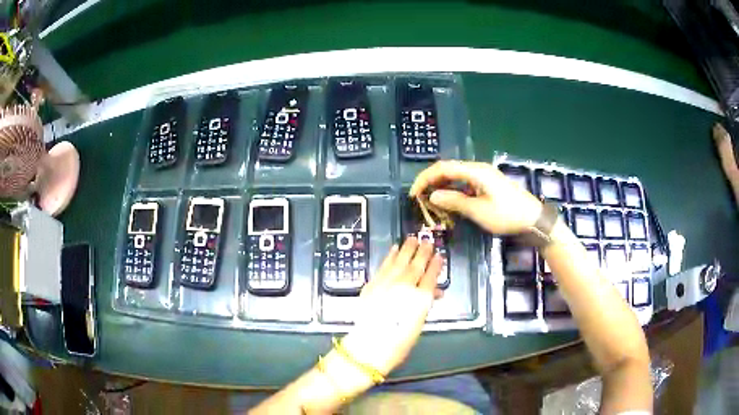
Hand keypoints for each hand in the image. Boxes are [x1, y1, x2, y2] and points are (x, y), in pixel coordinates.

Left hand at [341, 238, 442, 376]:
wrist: (368, 346)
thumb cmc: (397, 343)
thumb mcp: (417, 326)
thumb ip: (424, 305)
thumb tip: (432, 293)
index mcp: (419, 300)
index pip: (430, 277)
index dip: (435, 265)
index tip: (439, 256)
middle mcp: (404, 288)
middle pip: (416, 266)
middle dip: (422, 252)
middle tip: (427, 241)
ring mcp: (386, 284)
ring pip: (399, 261)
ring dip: (406, 249)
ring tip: (412, 239)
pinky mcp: (372, 285)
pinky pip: (383, 266)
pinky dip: (389, 256)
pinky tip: (394, 249)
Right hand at [409, 160, 542, 234]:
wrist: (533, 219)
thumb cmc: (507, 215)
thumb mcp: (479, 211)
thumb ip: (454, 202)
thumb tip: (432, 196)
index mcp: (475, 171)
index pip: (443, 168)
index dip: (425, 179)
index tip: (414, 194)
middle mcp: (477, 169)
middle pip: (448, 170)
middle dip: (431, 182)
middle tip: (419, 199)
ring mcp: (483, 177)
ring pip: (455, 177)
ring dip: (441, 187)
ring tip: (430, 202)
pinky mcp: (487, 185)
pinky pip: (464, 184)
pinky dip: (453, 192)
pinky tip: (449, 203)